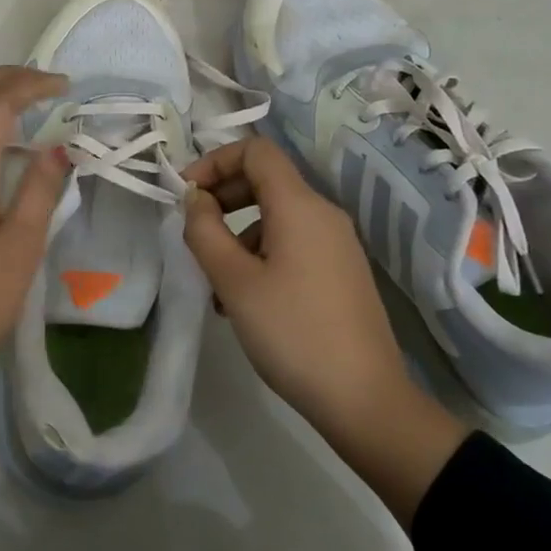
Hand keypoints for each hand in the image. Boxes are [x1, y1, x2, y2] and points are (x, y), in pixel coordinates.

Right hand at [181, 137, 465, 527]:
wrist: (364, 400)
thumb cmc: (292, 332)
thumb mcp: (234, 281)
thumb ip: (204, 231)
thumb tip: (194, 199)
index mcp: (300, 206)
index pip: (256, 151)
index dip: (214, 161)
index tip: (185, 194)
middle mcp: (323, 215)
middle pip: (266, 181)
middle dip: (223, 197)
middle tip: (193, 231)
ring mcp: (337, 245)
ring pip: (276, 217)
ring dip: (237, 234)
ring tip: (214, 282)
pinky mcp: (341, 273)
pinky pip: (292, 245)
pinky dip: (260, 255)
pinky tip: (243, 301)